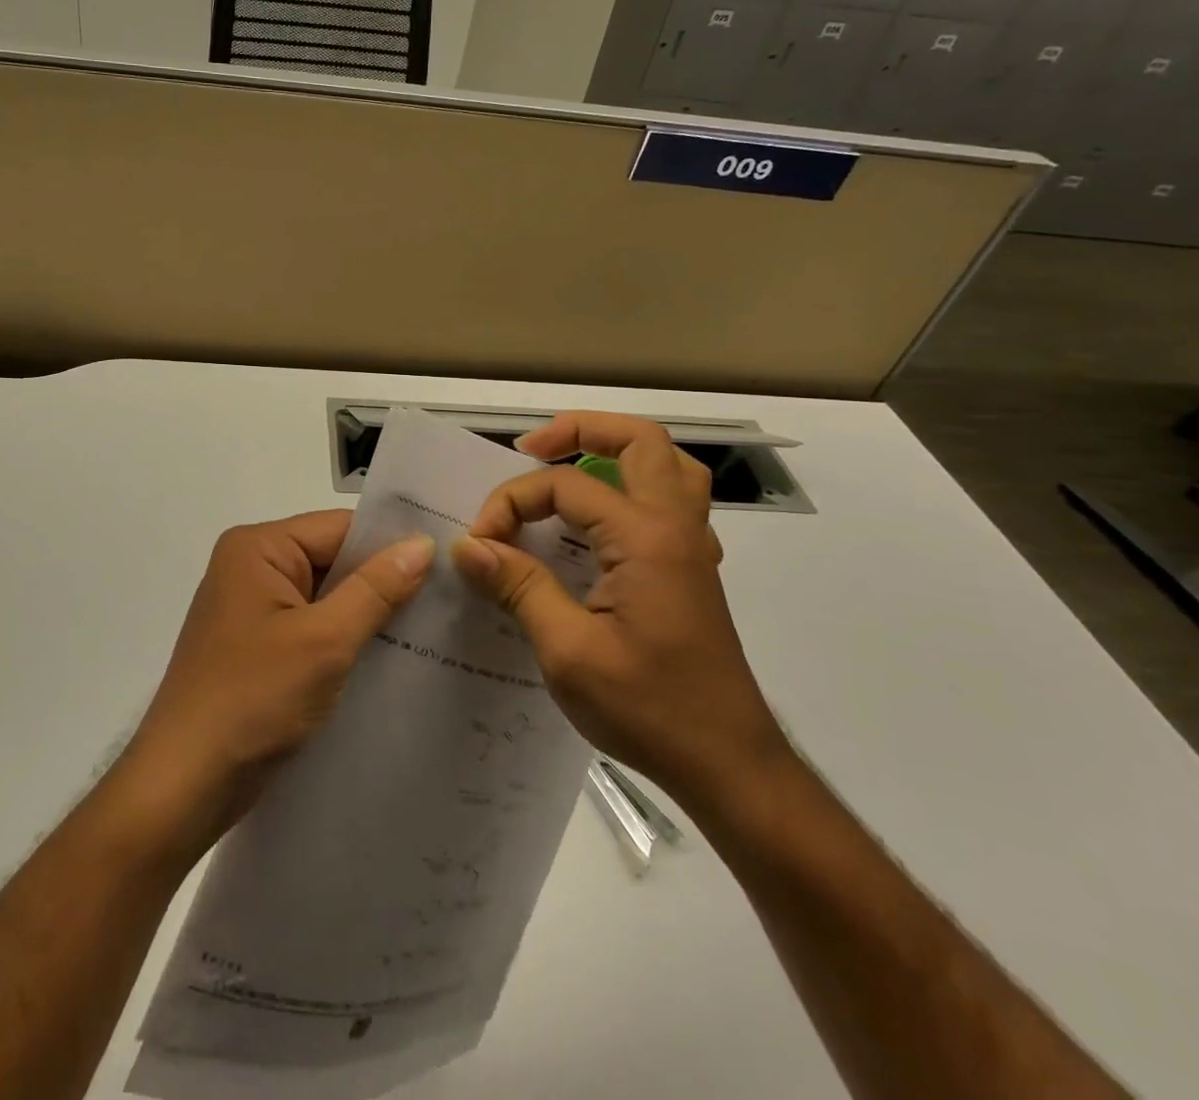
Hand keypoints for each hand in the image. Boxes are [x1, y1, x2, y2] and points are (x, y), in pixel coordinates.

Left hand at [119, 511, 432, 857]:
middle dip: (384, 583)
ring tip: (434, 629)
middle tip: (451, 598)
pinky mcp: (258, 648)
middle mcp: (251, 568)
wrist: (183, 786)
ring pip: (327, 598)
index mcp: (258, 548)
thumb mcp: (324, 641)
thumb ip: (376, 589)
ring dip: (368, 616)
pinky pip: (313, 629)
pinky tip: (392, 659)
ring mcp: (253, 610)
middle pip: (333, 560)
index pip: (340, 528)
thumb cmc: (252, 700)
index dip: (392, 543)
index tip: (450, 560)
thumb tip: (423, 543)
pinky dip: (346, 641)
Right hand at [450, 412, 790, 810]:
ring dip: (615, 452)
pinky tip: (598, 523)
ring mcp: (690, 547)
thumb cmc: (650, 709)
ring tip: (567, 468)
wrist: (730, 767)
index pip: (565, 485)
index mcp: (646, 538)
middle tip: (530, 451)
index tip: (479, 544)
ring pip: (665, 465)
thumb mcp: (568, 651)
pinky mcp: (691, 570)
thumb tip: (468, 546)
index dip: (511, 503)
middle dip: (578, 431)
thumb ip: (518, 587)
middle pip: (639, 440)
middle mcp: (675, 527)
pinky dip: (631, 488)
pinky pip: (669, 500)